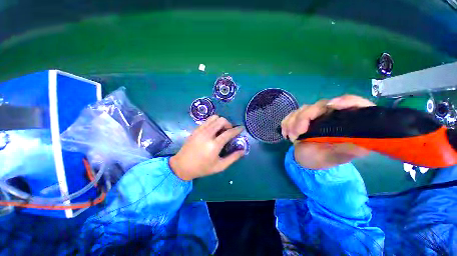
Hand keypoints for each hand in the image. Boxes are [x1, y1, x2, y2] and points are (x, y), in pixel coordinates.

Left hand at [170, 116, 244, 180]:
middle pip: (221, 121)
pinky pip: (207, 120)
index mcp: (214, 145)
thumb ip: (233, 158)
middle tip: (229, 131)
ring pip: (214, 118)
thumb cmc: (202, 168)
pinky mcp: (196, 129)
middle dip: (229, 124)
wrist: (182, 166)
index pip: (229, 133)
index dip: (237, 129)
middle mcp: (207, 135)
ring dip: (221, 122)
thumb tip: (243, 151)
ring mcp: (200, 130)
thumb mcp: (220, 166)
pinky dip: (213, 122)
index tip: (241, 128)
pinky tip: (213, 130)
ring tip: (221, 130)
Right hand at [281, 95, 374, 169]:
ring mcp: (314, 115)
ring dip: (292, 123)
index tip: (332, 105)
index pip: (353, 104)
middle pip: (319, 106)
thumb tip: (363, 142)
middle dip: (303, 119)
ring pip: (302, 109)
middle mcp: (331, 115)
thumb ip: (350, 149)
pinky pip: (291, 115)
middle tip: (296, 135)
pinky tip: (286, 134)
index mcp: (347, 122)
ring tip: (291, 138)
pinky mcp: (300, 118)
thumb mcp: (338, 157)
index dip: (346, 101)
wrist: (306, 160)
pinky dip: (286, 123)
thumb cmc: (323, 159)